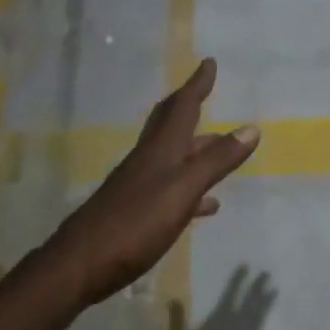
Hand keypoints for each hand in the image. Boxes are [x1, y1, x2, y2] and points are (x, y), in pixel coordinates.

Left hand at [39, 58, 259, 308]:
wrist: (79, 266)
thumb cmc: (135, 223)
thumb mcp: (183, 190)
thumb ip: (217, 161)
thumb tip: (251, 128)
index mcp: (161, 150)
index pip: (182, 107)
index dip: (197, 85)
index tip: (208, 63)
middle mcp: (148, 161)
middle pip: (170, 125)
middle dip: (189, 106)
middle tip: (205, 93)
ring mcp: (139, 186)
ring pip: (172, 157)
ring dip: (196, 149)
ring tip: (221, 151)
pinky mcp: (135, 212)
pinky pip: (171, 189)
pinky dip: (192, 188)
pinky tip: (205, 205)